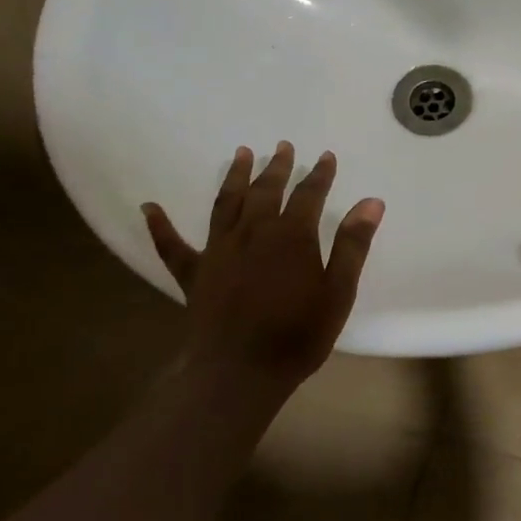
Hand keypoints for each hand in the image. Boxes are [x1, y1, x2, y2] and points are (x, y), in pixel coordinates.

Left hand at [142, 142, 382, 401]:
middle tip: (283, 147)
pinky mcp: (193, 273)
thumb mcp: (338, 292)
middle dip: (277, 167)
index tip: (326, 157)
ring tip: (241, 154)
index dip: (319, 174)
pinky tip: (149, 207)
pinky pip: (172, 246)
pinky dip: (161, 226)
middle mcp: (253, 232)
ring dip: (234, 177)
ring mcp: (218, 250)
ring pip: (225, 203)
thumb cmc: (297, 334)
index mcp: (291, 236)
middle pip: (265, 191)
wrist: (240, 373)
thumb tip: (371, 202)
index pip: (308, 194)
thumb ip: (352, 245)